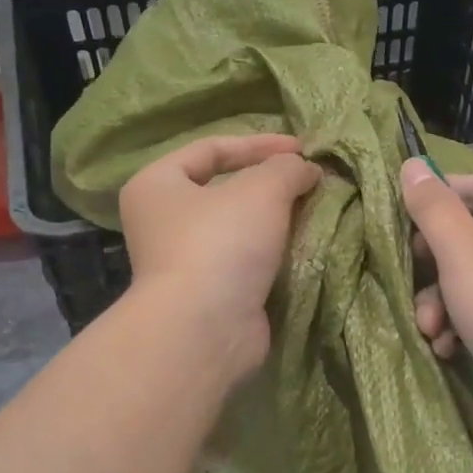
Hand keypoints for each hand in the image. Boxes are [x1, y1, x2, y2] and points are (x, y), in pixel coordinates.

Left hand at [119, 134, 320, 380]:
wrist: (205, 329)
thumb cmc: (221, 243)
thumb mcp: (261, 189)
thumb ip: (287, 168)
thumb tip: (307, 169)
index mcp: (157, 185)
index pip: (211, 148)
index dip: (259, 143)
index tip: (303, 149)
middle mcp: (163, 221)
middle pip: (225, 188)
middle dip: (271, 182)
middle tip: (310, 179)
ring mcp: (186, 260)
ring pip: (240, 227)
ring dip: (277, 218)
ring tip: (315, 208)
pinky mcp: (211, 292)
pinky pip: (248, 260)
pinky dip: (275, 250)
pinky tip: (305, 244)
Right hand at [403, 160, 472, 467]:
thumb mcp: (464, 253)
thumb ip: (434, 208)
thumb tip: (412, 164)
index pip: (472, 187)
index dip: (431, 201)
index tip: (394, 223)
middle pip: (468, 236)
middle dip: (432, 266)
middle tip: (411, 279)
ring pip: (469, 279)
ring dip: (440, 303)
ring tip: (431, 329)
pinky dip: (460, 327)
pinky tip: (447, 348)